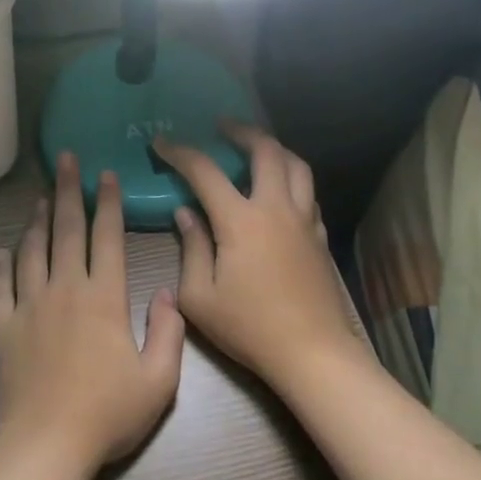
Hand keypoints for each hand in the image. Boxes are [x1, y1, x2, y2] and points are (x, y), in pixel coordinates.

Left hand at [0, 151, 184, 476]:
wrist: (45, 446)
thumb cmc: (106, 415)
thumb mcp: (159, 381)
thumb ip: (169, 333)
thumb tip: (168, 294)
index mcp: (104, 298)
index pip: (107, 238)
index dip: (108, 203)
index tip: (106, 175)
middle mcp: (65, 289)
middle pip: (66, 231)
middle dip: (69, 191)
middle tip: (65, 160)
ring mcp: (29, 305)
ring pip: (32, 250)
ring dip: (38, 220)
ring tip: (41, 196)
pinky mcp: (3, 326)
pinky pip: (2, 285)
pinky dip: (3, 263)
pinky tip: (4, 249)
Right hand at [152, 122, 365, 392]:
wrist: (313, 354)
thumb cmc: (249, 328)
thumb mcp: (199, 297)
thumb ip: (191, 248)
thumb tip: (186, 214)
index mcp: (241, 220)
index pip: (205, 171)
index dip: (180, 152)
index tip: (161, 142)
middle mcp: (276, 208)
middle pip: (266, 150)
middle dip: (241, 131)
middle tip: (222, 126)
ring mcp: (303, 220)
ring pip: (297, 165)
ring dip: (274, 148)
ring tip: (256, 148)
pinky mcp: (319, 237)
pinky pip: (308, 193)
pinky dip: (291, 179)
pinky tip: (280, 191)